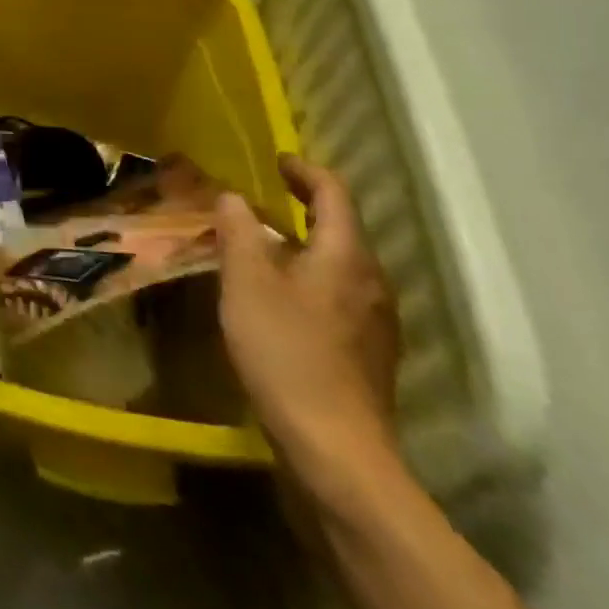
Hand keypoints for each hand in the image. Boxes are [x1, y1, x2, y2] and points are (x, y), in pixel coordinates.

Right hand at [215, 154, 400, 483]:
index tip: (278, 160)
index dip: (306, 171)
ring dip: (308, 246)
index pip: (334, 194)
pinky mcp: (369, 355)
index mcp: (346, 256)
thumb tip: (233, 197)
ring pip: (342, 265)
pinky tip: (284, 300)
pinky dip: (312, 279)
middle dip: (307, 207)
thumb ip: (239, 232)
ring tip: (269, 246)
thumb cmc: (285, 352)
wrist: (335, 448)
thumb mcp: (246, 283)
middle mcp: (372, 282)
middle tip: (268, 199)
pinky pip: (340, 296)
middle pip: (344, 229)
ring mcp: (376, 322)